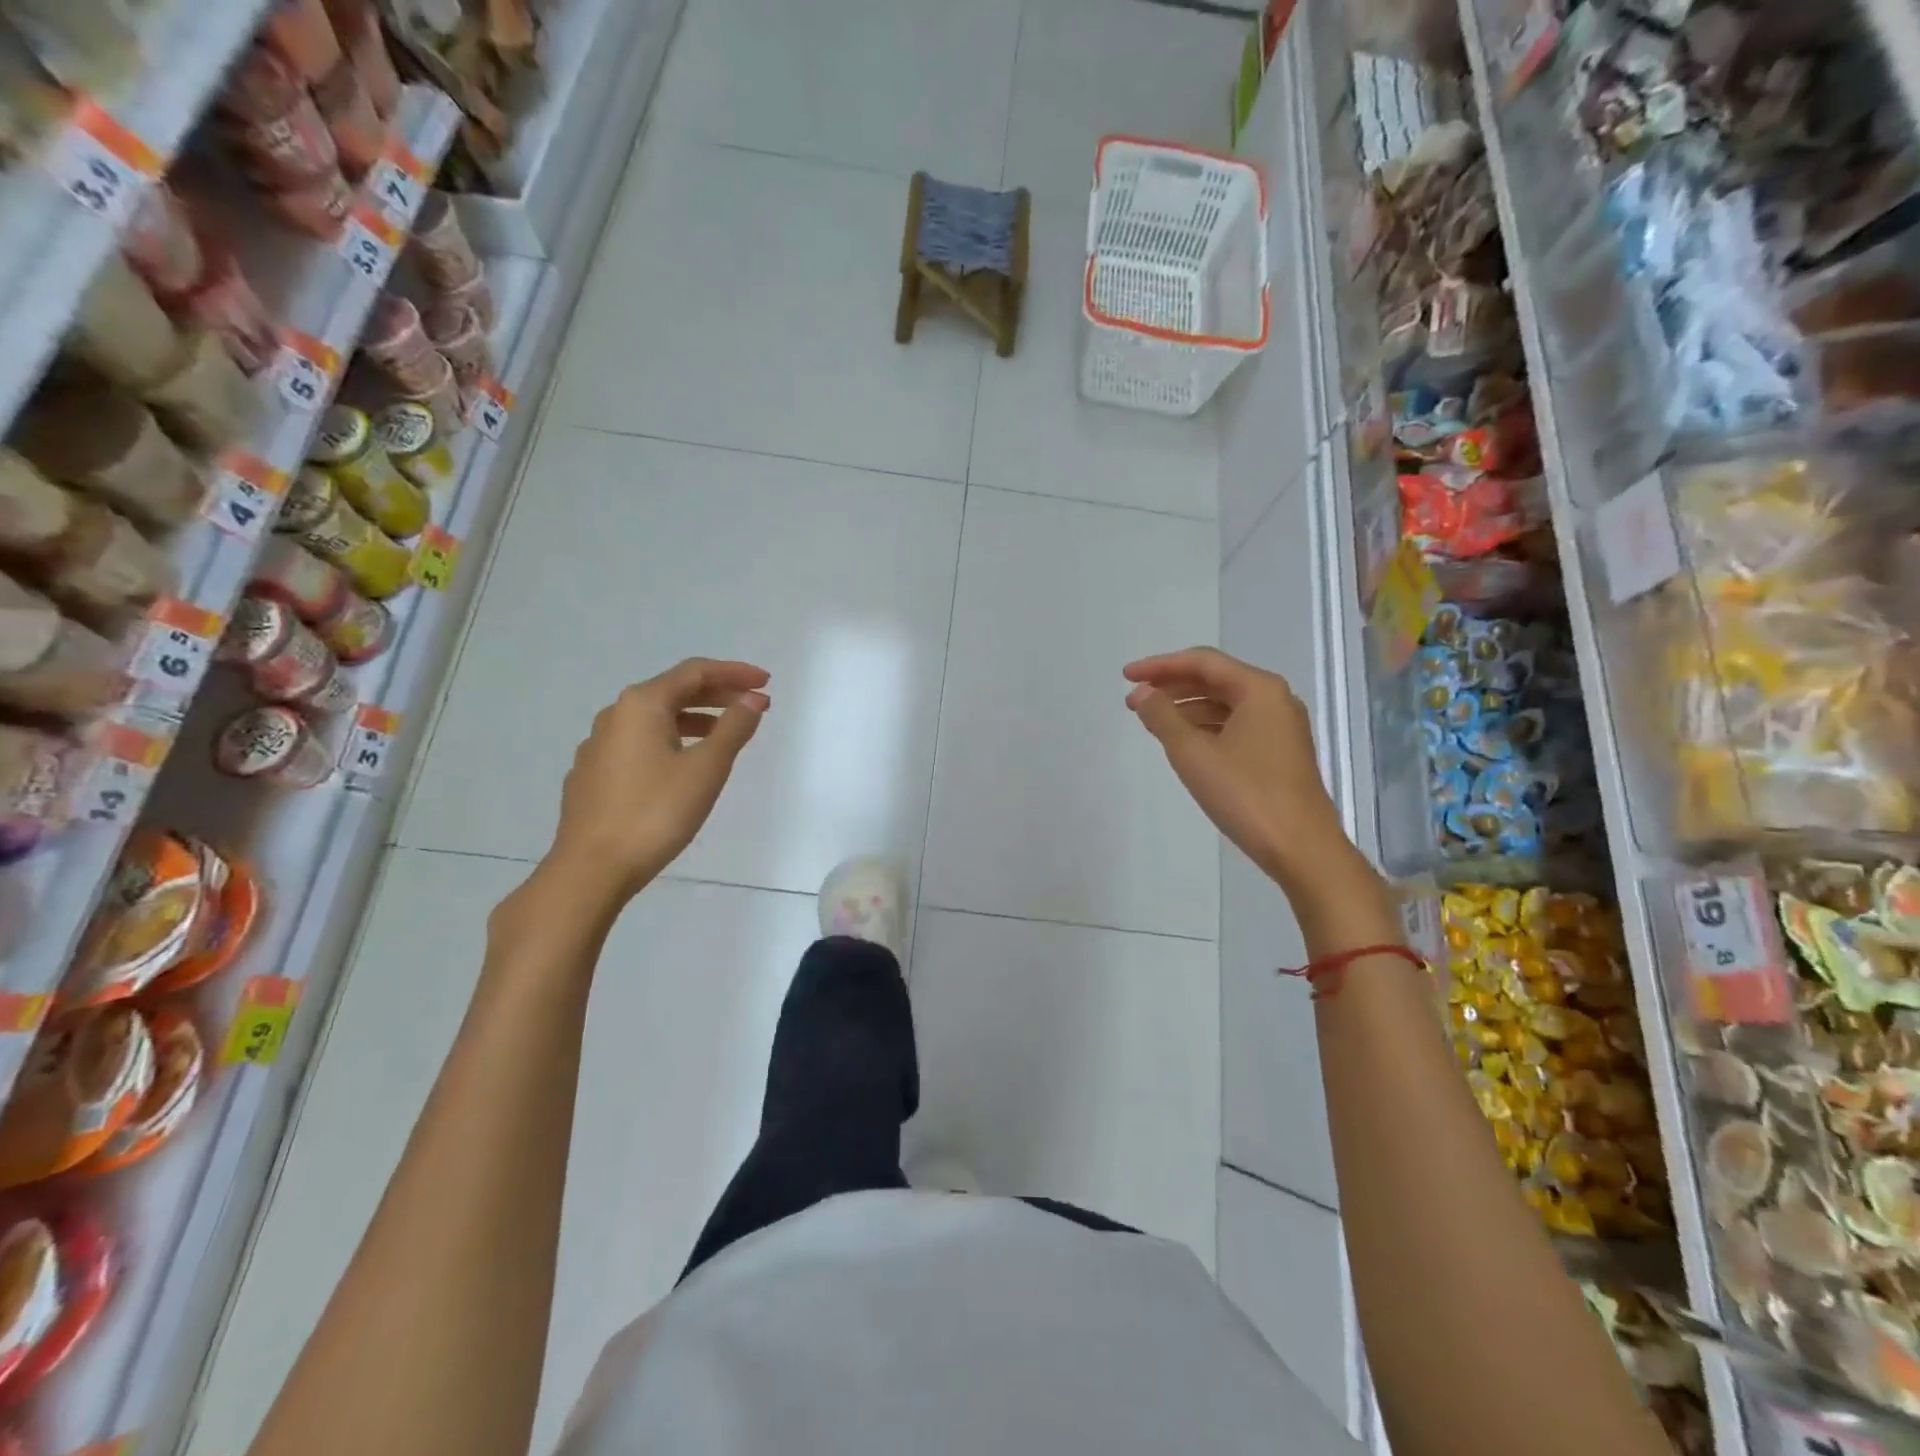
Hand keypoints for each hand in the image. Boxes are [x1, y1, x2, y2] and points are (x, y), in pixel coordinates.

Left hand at [547, 658, 769, 902]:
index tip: (766, 682)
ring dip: (695, 718)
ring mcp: (598, 745)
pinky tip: (682, 765)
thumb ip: (734, 728)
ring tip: (725, 735)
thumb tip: (752, 700)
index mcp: (642, 704)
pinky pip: (639, 742)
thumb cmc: (655, 813)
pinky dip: (670, 740)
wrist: (591, 869)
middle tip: (754, 705)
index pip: (695, 672)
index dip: (734, 673)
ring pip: (655, 718)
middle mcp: (615, 715)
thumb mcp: (706, 768)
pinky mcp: (592, 774)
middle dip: (718, 694)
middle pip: (673, 691)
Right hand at [1124, 647, 1363, 896]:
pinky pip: (1236, 726)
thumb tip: (1142, 693)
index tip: (1126, 677)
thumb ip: (1162, 717)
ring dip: (1186, 708)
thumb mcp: (1193, 753)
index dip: (1159, 666)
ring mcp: (1281, 727)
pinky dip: (1206, 728)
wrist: (1301, 848)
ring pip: (1225, 704)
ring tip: (1152, 722)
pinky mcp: (1280, 753)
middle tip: (1134, 701)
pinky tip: (1184, 743)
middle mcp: (1275, 700)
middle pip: (1215, 679)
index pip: (1202, 662)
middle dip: (1171, 686)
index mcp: (1259, 689)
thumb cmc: (1246, 794)